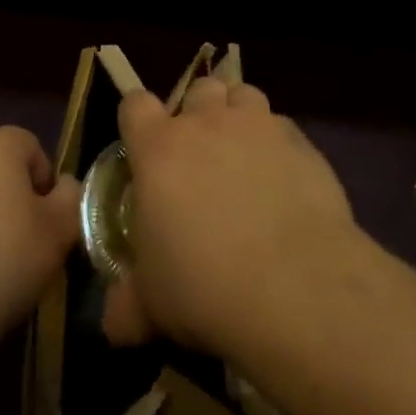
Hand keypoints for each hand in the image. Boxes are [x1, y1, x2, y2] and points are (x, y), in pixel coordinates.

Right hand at [101, 79, 362, 356]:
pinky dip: (279, 145)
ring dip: (239, 116)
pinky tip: (284, 181)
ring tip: (244, 156)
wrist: (294, 286)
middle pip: (198, 90)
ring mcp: (258, 127)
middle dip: (198, 113)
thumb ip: (126, 305)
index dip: (137, 121)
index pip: (135, 105)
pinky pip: (283, 127)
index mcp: (159, 148)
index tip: (142, 147)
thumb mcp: (151, 305)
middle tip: (200, 155)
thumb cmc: (203, 287)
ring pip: (244, 95)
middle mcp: (207, 123)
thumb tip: (113, 323)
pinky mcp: (302, 143)